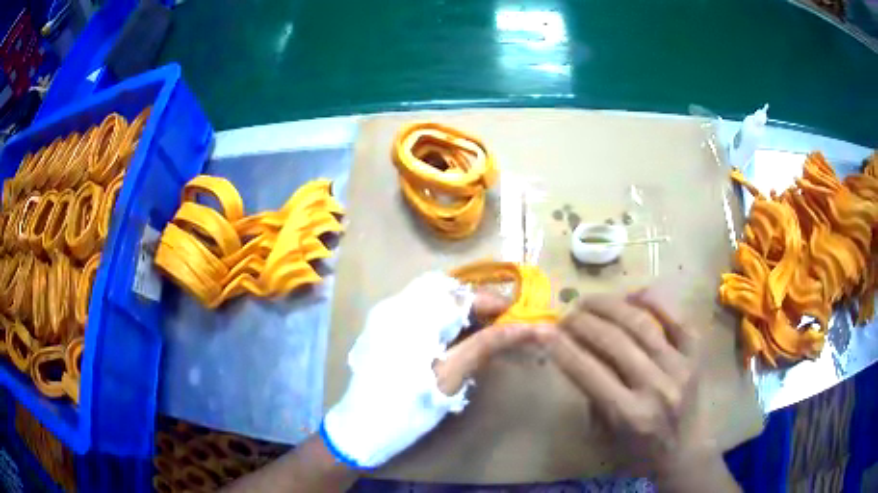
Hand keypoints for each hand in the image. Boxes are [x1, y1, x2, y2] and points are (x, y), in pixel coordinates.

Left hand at [322, 272, 546, 469]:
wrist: (362, 428)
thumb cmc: (408, 406)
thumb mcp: (451, 376)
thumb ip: (485, 345)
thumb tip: (523, 327)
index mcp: (410, 315)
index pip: (459, 293)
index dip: (491, 301)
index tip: (515, 315)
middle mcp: (394, 305)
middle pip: (444, 289)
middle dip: (476, 302)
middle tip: (499, 322)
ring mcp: (385, 316)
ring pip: (431, 299)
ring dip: (459, 309)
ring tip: (483, 330)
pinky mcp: (383, 329)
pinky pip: (418, 311)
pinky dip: (441, 318)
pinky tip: (455, 337)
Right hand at [547, 286, 735, 489]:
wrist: (686, 452)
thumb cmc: (639, 451)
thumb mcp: (606, 435)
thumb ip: (593, 394)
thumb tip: (576, 352)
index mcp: (629, 414)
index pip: (589, 372)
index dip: (562, 347)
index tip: (544, 330)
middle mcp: (655, 387)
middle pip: (613, 341)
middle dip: (582, 322)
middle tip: (566, 314)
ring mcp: (680, 366)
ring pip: (641, 324)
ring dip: (610, 306)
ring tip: (590, 302)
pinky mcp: (696, 355)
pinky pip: (676, 317)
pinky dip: (653, 301)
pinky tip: (632, 295)